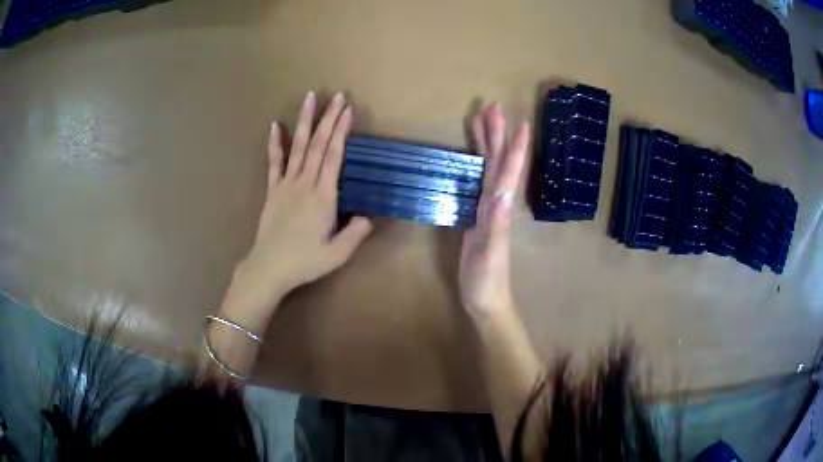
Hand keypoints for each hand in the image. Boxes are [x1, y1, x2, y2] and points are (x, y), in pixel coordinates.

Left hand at [222, 92, 372, 331]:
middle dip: (329, 118)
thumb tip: (368, 217)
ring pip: (298, 147)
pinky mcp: (273, 191)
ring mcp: (286, 185)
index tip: (349, 110)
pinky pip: (274, 163)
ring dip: (305, 121)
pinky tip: (275, 126)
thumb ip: (355, 234)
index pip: (334, 156)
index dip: (342, 132)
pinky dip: (275, 144)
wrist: (268, 268)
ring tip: (309, 98)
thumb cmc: (304, 262)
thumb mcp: (337, 255)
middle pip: (318, 145)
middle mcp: (305, 184)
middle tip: (337, 96)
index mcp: (323, 197)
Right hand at [459, 104, 529, 315]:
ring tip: (480, 121)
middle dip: (497, 134)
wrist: (486, 299)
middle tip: (491, 107)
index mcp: (499, 209)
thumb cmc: (486, 280)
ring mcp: (488, 209)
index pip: (508, 173)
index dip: (514, 148)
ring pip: (489, 169)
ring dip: (487, 144)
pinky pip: (479, 182)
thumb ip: (496, 226)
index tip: (517, 121)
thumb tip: (501, 193)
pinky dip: (476, 164)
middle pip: (498, 163)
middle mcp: (497, 204)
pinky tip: (472, 157)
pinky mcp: (478, 216)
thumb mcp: (489, 255)